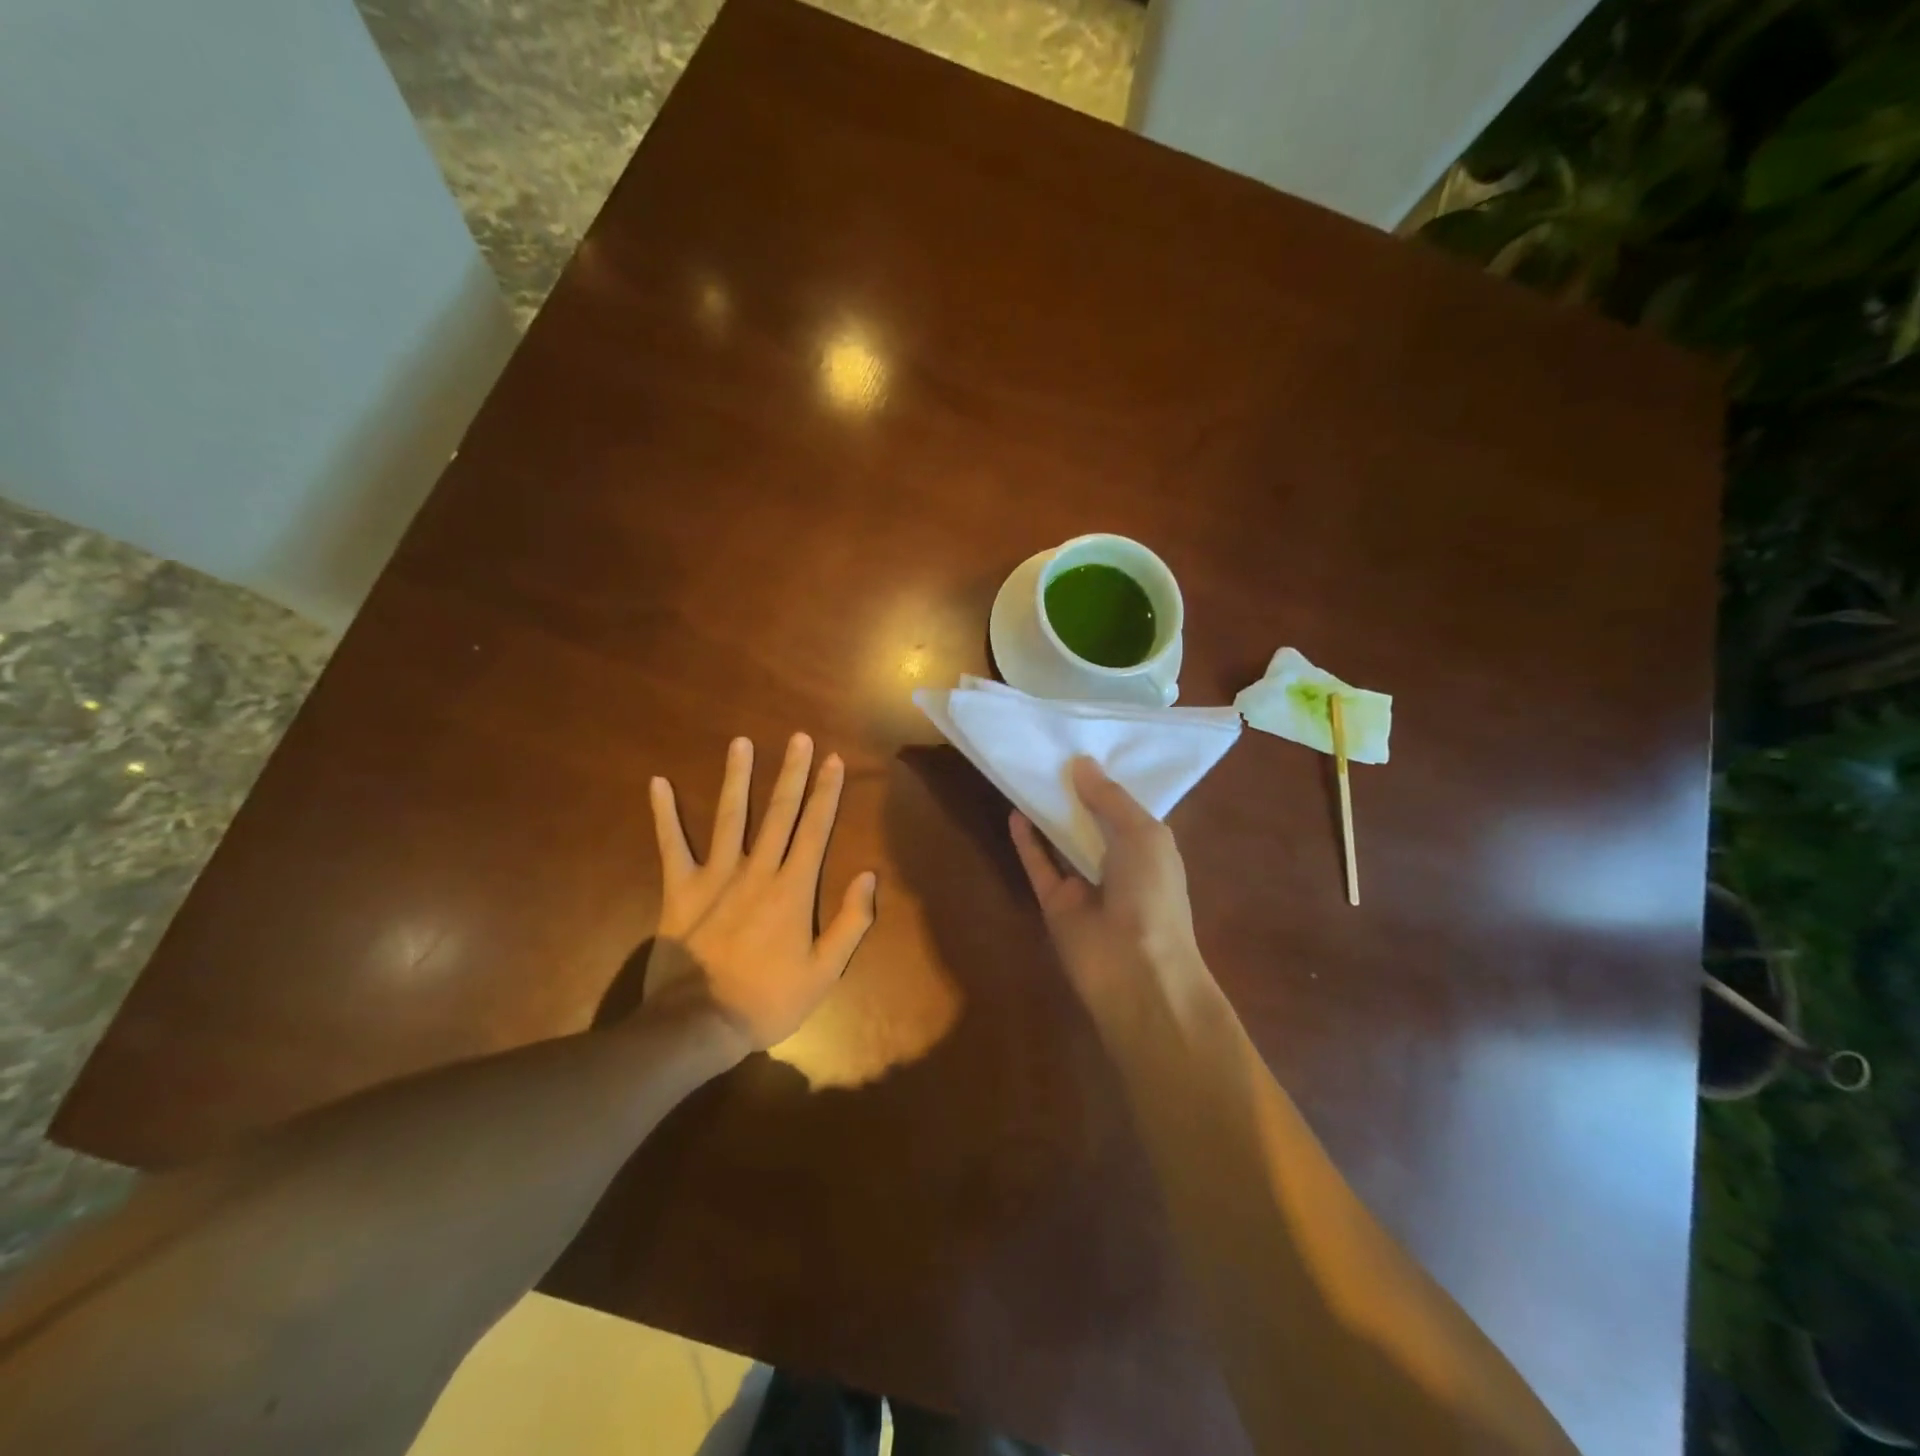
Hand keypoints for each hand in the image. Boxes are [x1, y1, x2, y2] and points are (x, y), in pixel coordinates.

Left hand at [644, 734, 876, 1056]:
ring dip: (737, 778)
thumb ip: (851, 922)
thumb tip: (868, 876)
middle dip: (792, 773)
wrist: (697, 1026)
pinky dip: (665, 814)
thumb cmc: (767, 1000)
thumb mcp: (824, 972)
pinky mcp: (680, 889)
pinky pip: (671, 845)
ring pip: (730, 817)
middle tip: (799, 738)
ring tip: (741, 742)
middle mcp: (757, 871)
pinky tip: (658, 783)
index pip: (815, 829)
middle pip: (778, 813)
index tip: (832, 761)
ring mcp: (715, 876)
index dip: (826, 793)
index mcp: (793, 889)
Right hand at [1010, 757, 1214, 1030]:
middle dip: (1074, 791)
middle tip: (1049, 752)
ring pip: (1061, 839)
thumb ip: (1110, 799)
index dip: (1106, 779)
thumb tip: (1081, 763)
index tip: (1084, 746)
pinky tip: (1014, 813)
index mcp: (1148, 846)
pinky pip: (1038, 865)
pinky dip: (1027, 841)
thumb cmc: (1153, 895)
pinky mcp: (1055, 901)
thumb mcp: (1143, 835)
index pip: (1125, 806)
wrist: (1135, 971)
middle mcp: (1116, 862)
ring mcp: (1084, 883)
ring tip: (1029, 773)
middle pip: (1090, 820)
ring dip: (1048, 811)